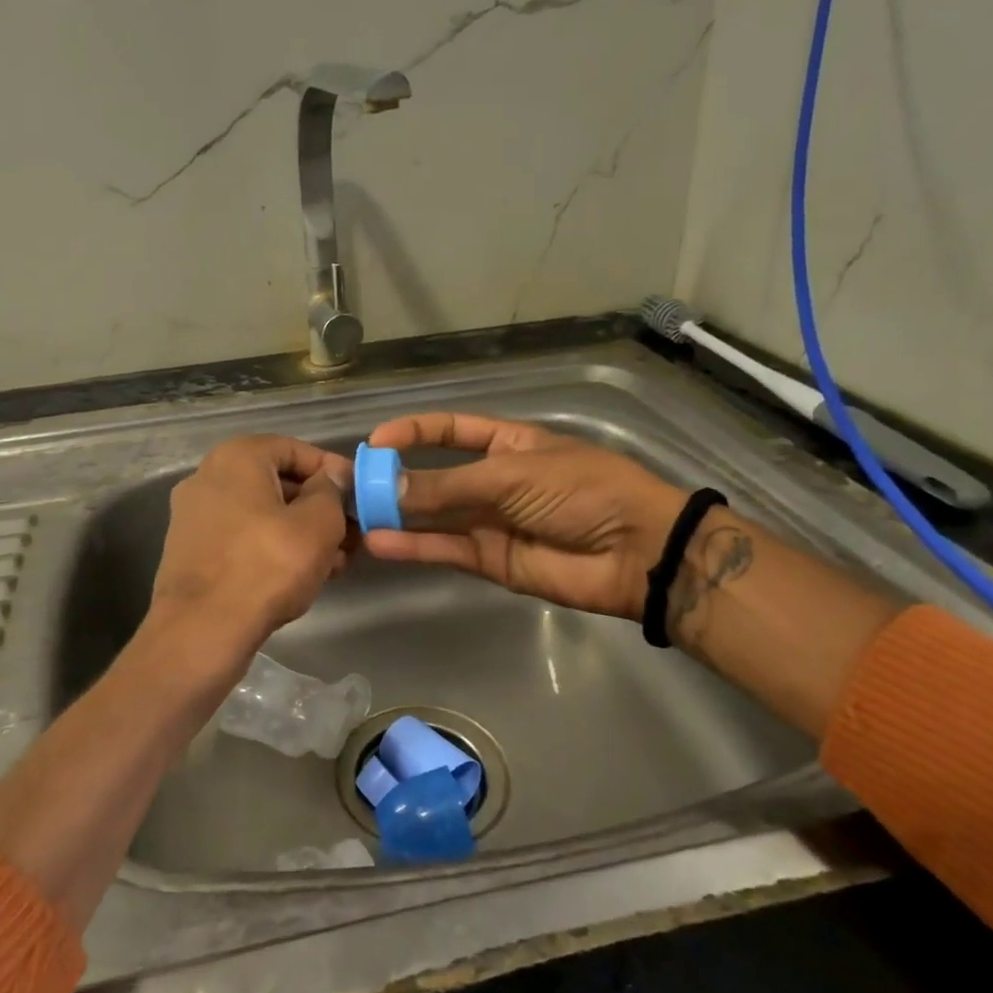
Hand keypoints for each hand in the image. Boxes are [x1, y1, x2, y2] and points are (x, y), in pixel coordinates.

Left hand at [146, 435, 352, 669]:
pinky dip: (272, 549)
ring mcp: (194, 516)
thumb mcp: (318, 524)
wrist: (202, 630)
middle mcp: (208, 477)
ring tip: (335, 563)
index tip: (359, 496)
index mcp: (236, 457)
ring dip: (300, 532)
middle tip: (351, 534)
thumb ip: (332, 491)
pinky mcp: (191, 552)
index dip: (333, 471)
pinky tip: (301, 576)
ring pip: (261, 514)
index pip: (296, 449)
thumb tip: (334, 477)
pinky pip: (242, 539)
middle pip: (277, 482)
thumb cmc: (267, 565)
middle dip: (319, 507)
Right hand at [362, 413, 687, 619]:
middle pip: (437, 476)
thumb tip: (389, 487)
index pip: (451, 431)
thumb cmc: (580, 489)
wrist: (635, 550)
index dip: (415, 432)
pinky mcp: (492, 561)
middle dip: (398, 478)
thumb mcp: (511, 475)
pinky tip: (381, 542)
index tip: (376, 441)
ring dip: (400, 514)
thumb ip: (448, 485)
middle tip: (356, 485)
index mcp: (508, 444)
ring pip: (436, 516)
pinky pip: (447, 550)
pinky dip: (415, 547)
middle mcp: (495, 481)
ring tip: (358, 514)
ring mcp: (492, 522)